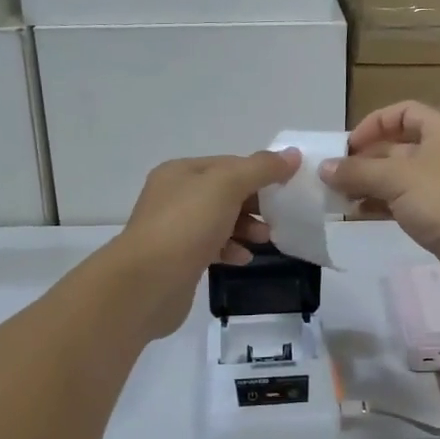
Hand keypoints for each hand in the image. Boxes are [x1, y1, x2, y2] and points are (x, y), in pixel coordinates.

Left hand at [111, 150, 300, 337]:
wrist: (147, 283)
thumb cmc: (186, 225)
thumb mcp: (227, 185)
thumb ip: (261, 168)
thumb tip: (292, 155)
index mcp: (181, 172)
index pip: (229, 164)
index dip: (259, 172)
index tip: (286, 187)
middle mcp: (174, 197)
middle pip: (225, 193)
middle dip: (254, 203)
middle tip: (278, 217)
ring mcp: (174, 230)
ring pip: (220, 221)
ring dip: (246, 227)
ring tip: (264, 240)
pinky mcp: (179, 260)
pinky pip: (212, 247)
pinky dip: (231, 249)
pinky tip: (243, 259)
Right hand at [320, 102, 439, 307]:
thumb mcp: (396, 178)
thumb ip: (357, 171)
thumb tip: (324, 168)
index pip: (405, 112)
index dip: (375, 123)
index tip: (348, 146)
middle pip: (400, 146)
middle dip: (367, 158)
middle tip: (335, 175)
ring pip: (402, 177)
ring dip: (371, 183)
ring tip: (340, 196)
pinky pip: (408, 202)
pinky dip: (384, 204)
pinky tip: (360, 214)